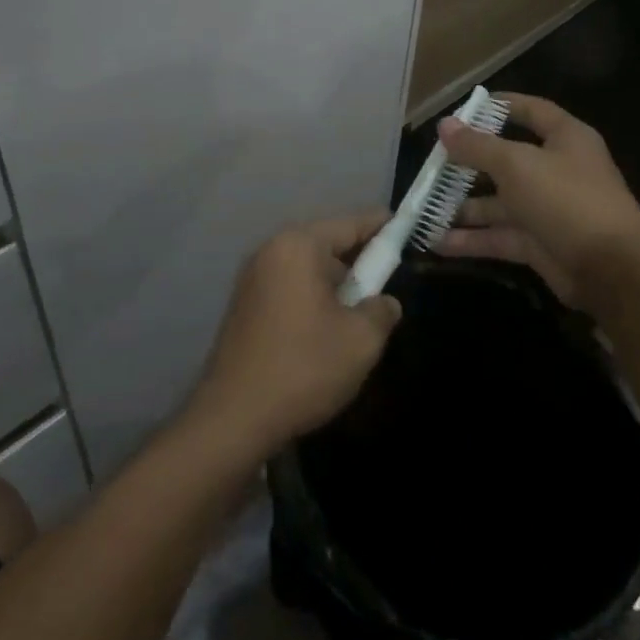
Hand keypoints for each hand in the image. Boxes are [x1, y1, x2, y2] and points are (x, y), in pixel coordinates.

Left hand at [189, 213, 401, 454]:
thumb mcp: (360, 341)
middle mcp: (270, 251)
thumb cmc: (304, 368)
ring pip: (306, 267)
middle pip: (325, 243)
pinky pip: (289, 285)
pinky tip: (327, 326)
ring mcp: (252, 277)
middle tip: (388, 277)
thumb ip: (381, 310)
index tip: (406, 228)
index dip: (381, 226)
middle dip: (357, 258)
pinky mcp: (244, 304)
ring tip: (360, 307)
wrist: (234, 416)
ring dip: (334, 281)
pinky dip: (312, 295)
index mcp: (298, 247)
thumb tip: (384, 302)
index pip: (349, 224)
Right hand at [434, 94, 639, 312]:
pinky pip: (498, 236)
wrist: (612, 271)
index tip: (465, 108)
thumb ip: (477, 146)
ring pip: (497, 203)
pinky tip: (436, 242)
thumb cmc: (566, 199)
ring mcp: (546, 209)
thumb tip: (444, 125)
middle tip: (431, 164)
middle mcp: (556, 170)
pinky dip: (470, 239)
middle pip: (505, 159)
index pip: (531, 110)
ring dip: (462, 207)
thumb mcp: (516, 165)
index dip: (500, 106)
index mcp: (564, 139)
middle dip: (467, 164)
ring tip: (423, 207)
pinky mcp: (538, 244)